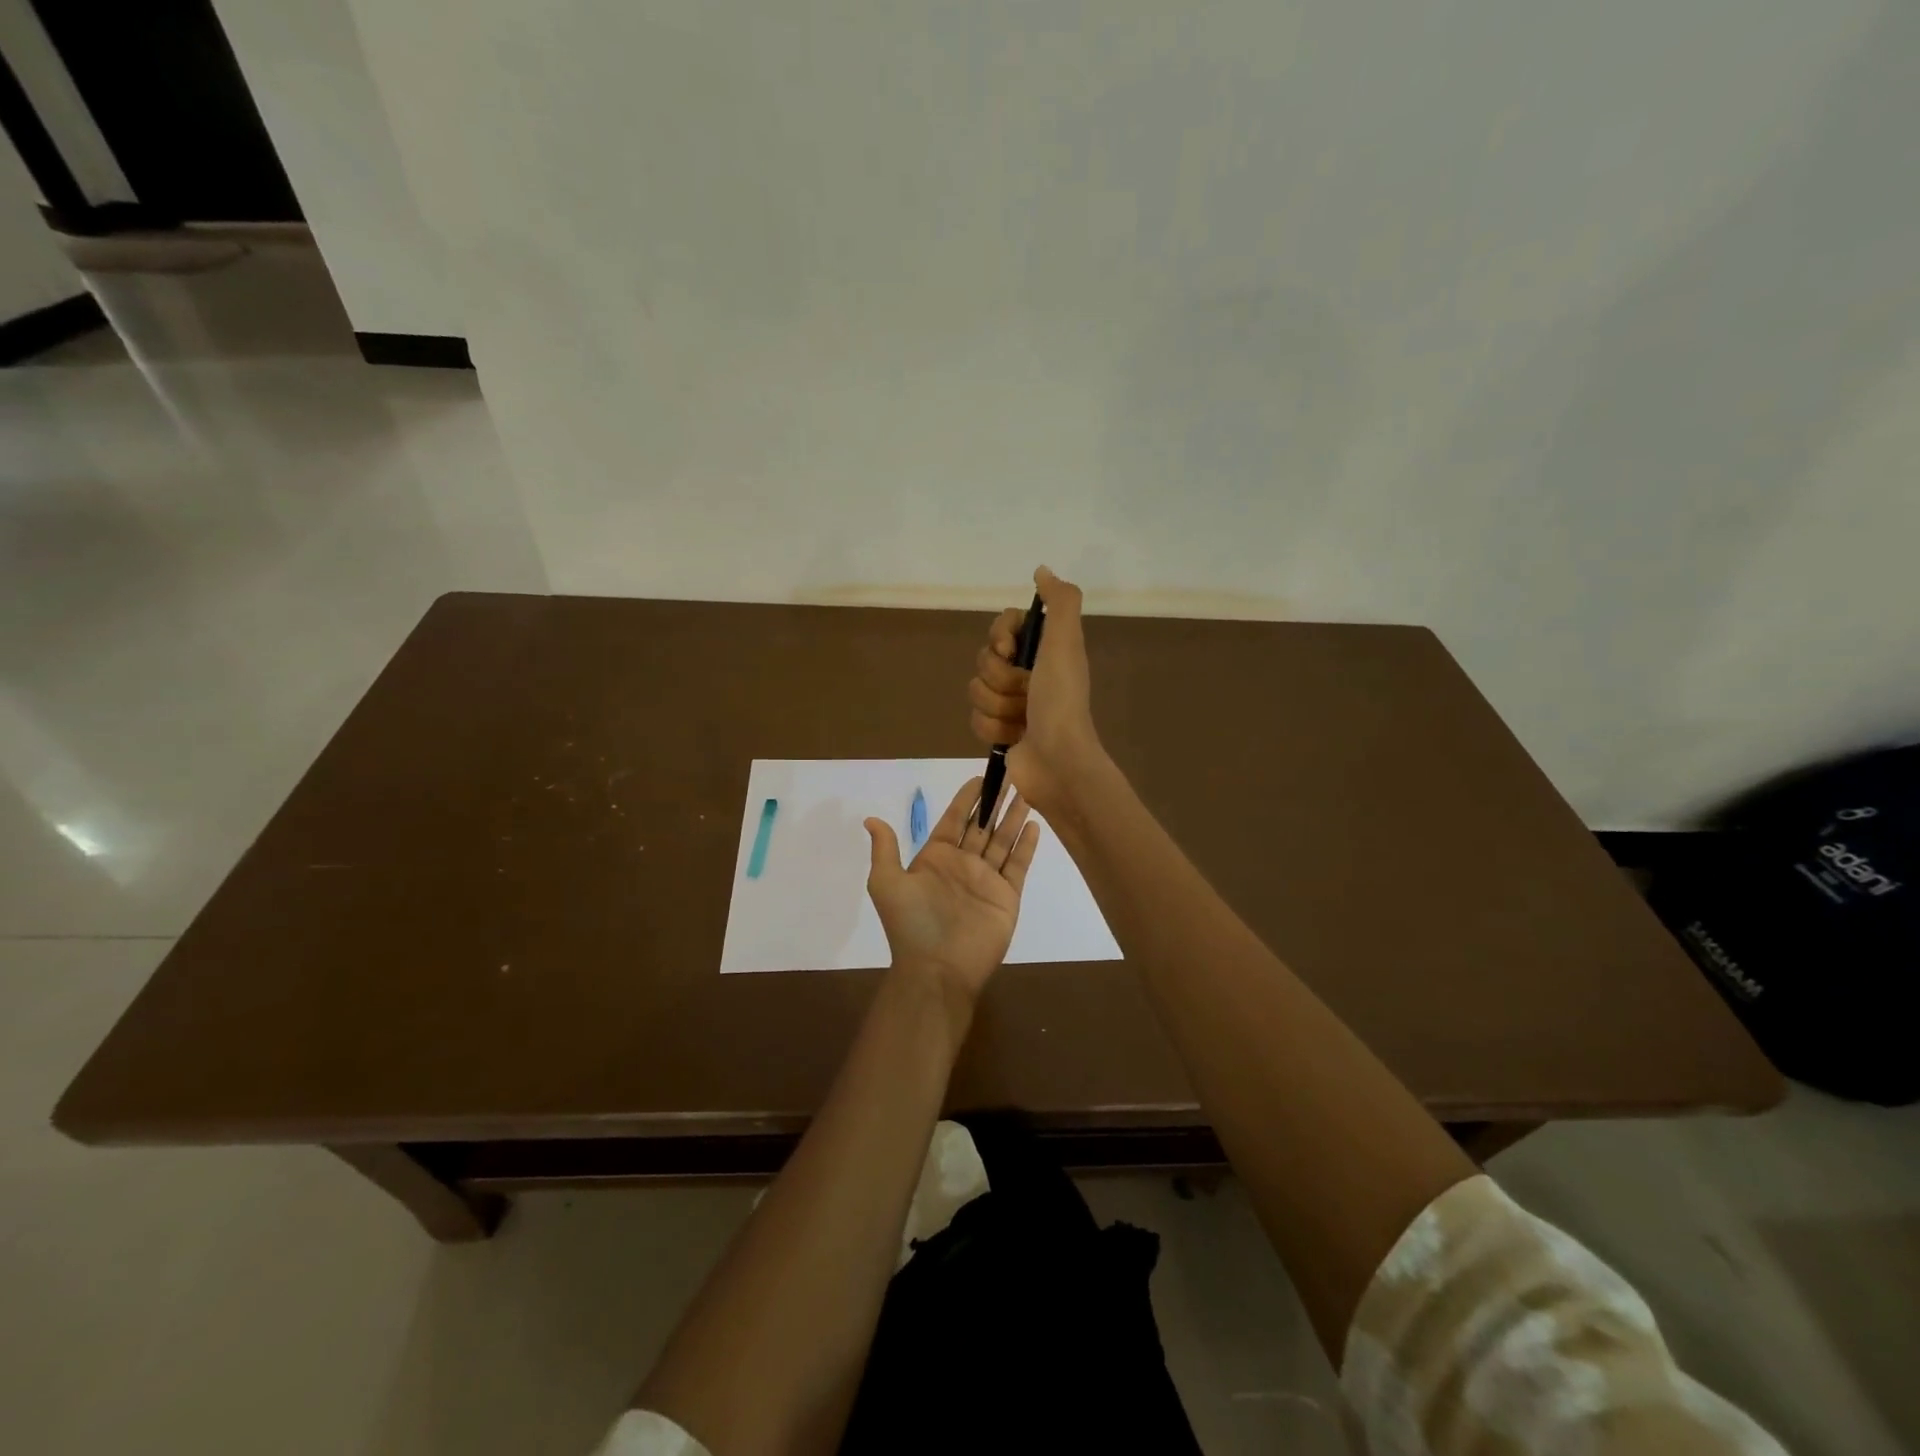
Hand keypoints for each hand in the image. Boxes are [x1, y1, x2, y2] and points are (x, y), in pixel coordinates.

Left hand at [863, 776, 1038, 1005]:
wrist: (937, 969)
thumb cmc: (911, 924)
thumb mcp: (887, 882)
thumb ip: (885, 849)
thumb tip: (871, 819)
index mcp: (935, 858)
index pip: (954, 820)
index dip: (967, 798)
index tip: (980, 777)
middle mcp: (962, 864)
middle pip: (982, 826)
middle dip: (995, 802)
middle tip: (1012, 775)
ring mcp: (986, 880)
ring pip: (1002, 840)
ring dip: (1013, 817)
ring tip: (1027, 792)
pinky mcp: (1006, 896)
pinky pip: (1017, 865)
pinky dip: (1026, 846)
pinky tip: (1033, 824)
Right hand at [967, 566, 1102, 814]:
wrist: (1057, 761)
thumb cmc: (1061, 700)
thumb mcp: (1065, 643)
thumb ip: (1059, 602)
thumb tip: (1042, 570)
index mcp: (1044, 651)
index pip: (1002, 627)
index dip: (1000, 637)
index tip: (1010, 650)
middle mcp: (1028, 673)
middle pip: (985, 659)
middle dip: (1000, 678)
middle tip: (1025, 692)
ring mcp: (1012, 704)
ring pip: (976, 690)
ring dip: (997, 706)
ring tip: (1022, 719)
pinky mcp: (1000, 731)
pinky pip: (975, 718)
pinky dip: (992, 728)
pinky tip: (1013, 737)